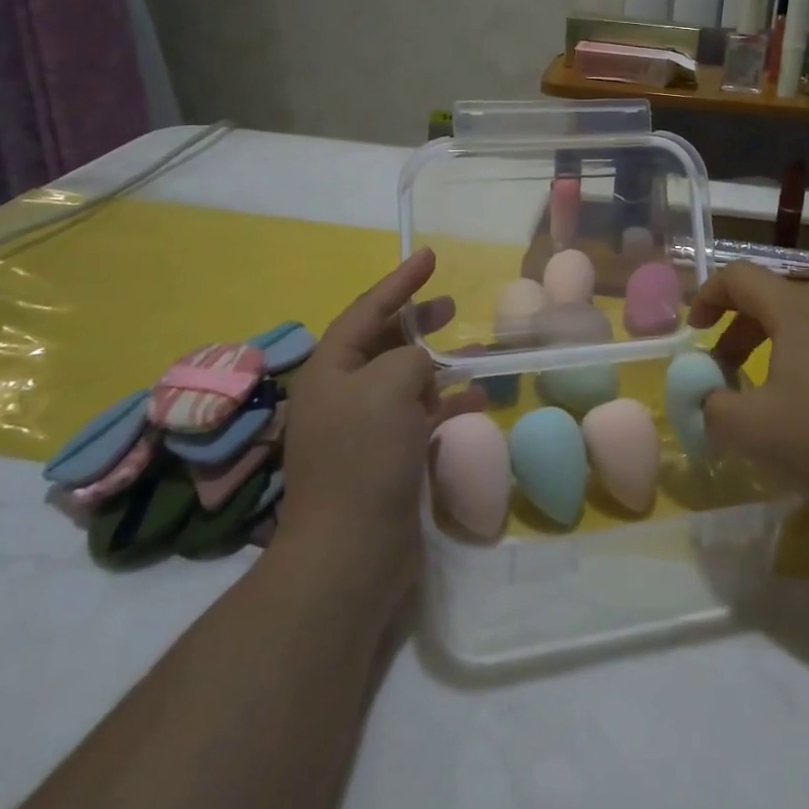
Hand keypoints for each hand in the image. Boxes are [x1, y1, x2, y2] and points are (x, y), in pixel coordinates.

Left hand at [276, 249, 484, 610]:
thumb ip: (411, 358)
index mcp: (330, 370)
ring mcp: (363, 430)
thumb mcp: (389, 386)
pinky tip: (478, 401)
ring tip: (475, 354)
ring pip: (406, 382)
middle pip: (384, 344)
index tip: (429, 256)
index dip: (400, 281)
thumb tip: (422, 365)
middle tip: (452, 306)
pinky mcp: (386, 459)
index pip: (367, 310)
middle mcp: (342, 395)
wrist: (350, 553)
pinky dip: (447, 406)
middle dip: (418, 323)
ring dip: (439, 367)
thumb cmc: (364, 457)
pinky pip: (420, 417)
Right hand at [691, 261, 808, 534]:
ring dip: (780, 333)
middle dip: (741, 323)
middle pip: (776, 292)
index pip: (740, 276)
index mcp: (799, 309)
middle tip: (727, 363)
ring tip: (772, 375)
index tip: (696, 328)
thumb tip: (704, 394)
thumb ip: (709, 403)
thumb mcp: (747, 430)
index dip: (709, 295)